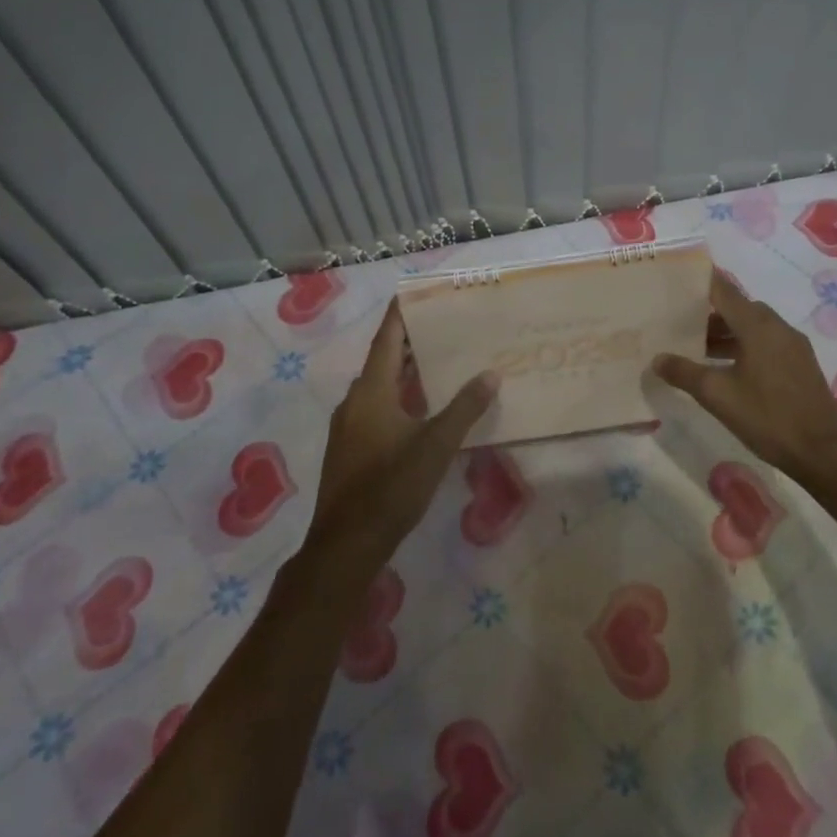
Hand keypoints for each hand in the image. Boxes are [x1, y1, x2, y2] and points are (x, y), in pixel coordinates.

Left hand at [310, 300, 497, 564]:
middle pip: (381, 361)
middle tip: (441, 326)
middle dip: (408, 343)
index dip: (399, 315)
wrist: (346, 544)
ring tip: (436, 361)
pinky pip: (375, 408)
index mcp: (370, 392)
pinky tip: (419, 408)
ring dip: (403, 372)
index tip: (413, 292)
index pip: (385, 340)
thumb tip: (490, 374)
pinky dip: (397, 396)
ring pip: (378, 387)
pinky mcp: (349, 449)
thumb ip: (464, 408)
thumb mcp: (435, 446)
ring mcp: (348, 427)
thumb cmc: (391, 487)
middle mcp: (354, 402)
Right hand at [653, 272, 836, 487]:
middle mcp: (778, 327)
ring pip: (753, 327)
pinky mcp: (801, 364)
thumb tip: (657, 359)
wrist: (822, 452)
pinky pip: (766, 342)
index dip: (700, 282)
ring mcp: (793, 345)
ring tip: (698, 348)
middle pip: (738, 308)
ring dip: (727, 333)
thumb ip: (684, 373)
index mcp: (757, 326)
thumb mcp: (717, 395)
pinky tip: (728, 368)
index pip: (724, 291)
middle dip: (709, 312)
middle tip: (680, 321)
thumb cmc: (767, 417)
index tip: (677, 278)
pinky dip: (744, 345)